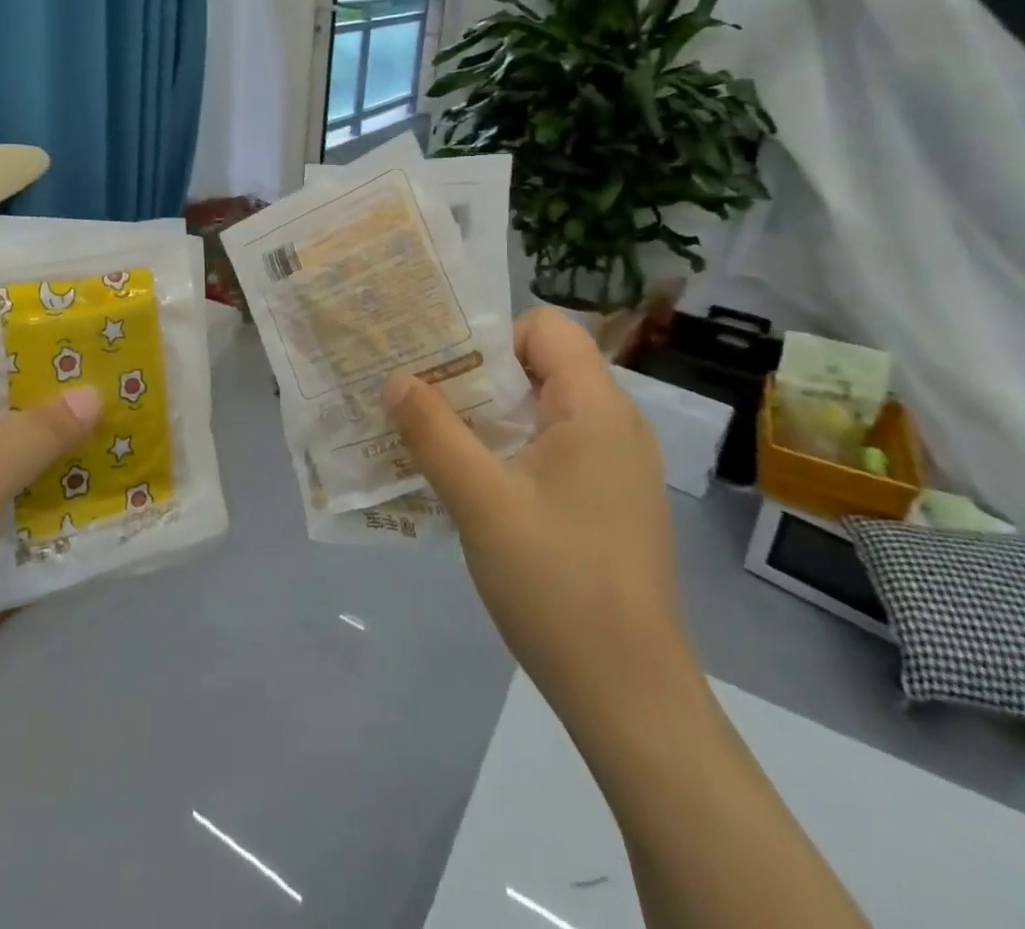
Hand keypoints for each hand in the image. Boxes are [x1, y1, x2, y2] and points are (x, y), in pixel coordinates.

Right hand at [383, 306, 697, 726]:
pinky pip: (553, 446)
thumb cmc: (557, 585)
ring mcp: (615, 464)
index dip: (490, 336)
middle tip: (419, 396)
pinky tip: (471, 480)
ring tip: (433, 435)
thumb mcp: (481, 502)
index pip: (545, 328)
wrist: (629, 696)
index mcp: (596, 408)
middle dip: (476, 375)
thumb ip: (434, 432)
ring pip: (542, 409)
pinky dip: (509, 448)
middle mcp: (615, 424)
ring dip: (488, 415)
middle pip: (541, 365)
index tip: (439, 367)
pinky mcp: (607, 499)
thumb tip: (395, 378)